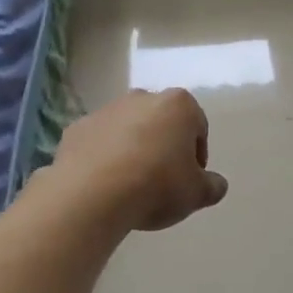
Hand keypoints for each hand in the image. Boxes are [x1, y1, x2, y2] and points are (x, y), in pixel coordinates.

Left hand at [51, 89, 228, 231]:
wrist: (92, 194)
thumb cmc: (156, 186)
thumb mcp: (197, 194)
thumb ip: (212, 186)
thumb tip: (215, 184)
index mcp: (178, 105)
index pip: (198, 128)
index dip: (196, 157)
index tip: (189, 181)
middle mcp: (141, 97)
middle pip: (161, 123)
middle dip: (164, 147)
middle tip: (162, 182)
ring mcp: (106, 110)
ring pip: (128, 130)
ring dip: (133, 151)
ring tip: (131, 186)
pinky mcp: (77, 128)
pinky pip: (99, 143)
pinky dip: (104, 158)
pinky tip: (105, 185)